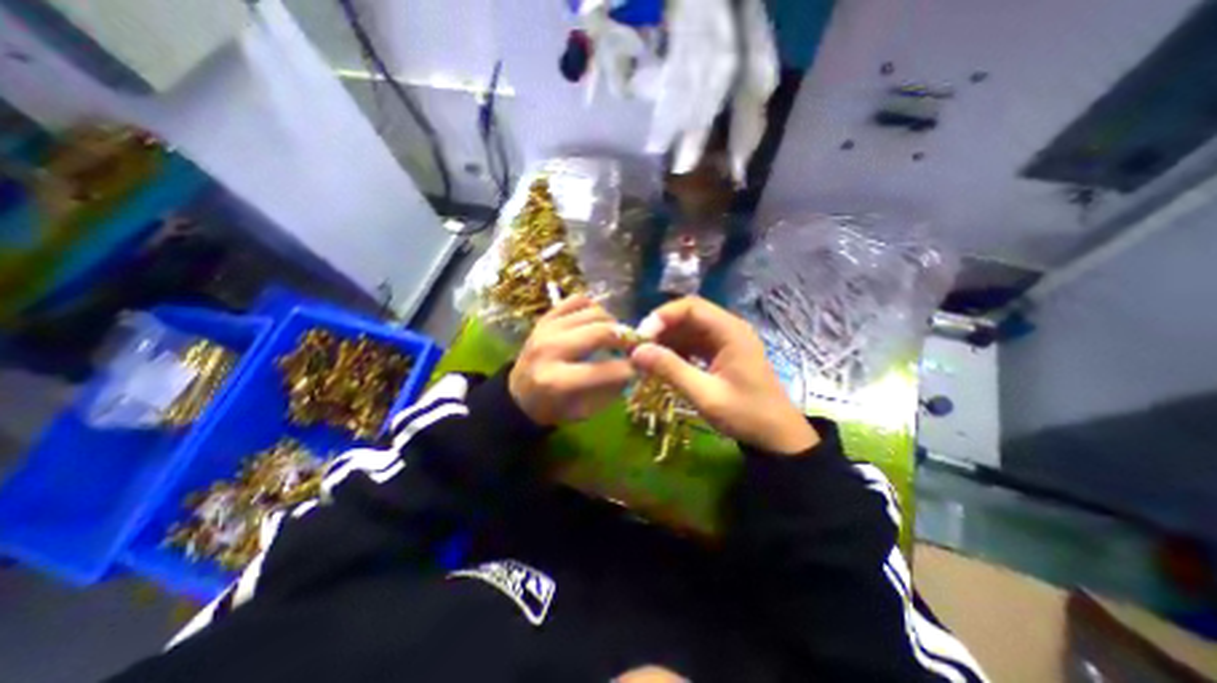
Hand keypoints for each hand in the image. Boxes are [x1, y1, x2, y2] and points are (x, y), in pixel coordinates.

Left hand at [508, 294, 638, 425]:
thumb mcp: (585, 410)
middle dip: (626, 339)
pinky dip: (594, 308)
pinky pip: (578, 300)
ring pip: (592, 312)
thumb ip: (612, 389)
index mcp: (558, 381)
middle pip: (601, 332)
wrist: (519, 394)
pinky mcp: (545, 318)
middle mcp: (550, 350)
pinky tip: (597, 322)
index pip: (606, 370)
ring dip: (612, 322)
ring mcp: (546, 329)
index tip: (640, 367)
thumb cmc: (555, 407)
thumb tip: (636, 366)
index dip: (630, 368)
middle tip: (634, 346)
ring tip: (615, 335)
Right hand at [628, 296, 815, 456]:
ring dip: (666, 341)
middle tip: (638, 349)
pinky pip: (693, 343)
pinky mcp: (722, 353)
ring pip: (688, 329)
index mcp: (730, 331)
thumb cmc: (746, 415)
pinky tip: (663, 365)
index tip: (642, 337)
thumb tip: (637, 352)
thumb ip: (671, 370)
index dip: (662, 317)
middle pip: (688, 315)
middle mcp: (728, 328)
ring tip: (646, 359)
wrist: (778, 437)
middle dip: (661, 329)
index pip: (690, 307)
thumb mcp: (705, 395)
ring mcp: (725, 341)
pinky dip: (676, 351)